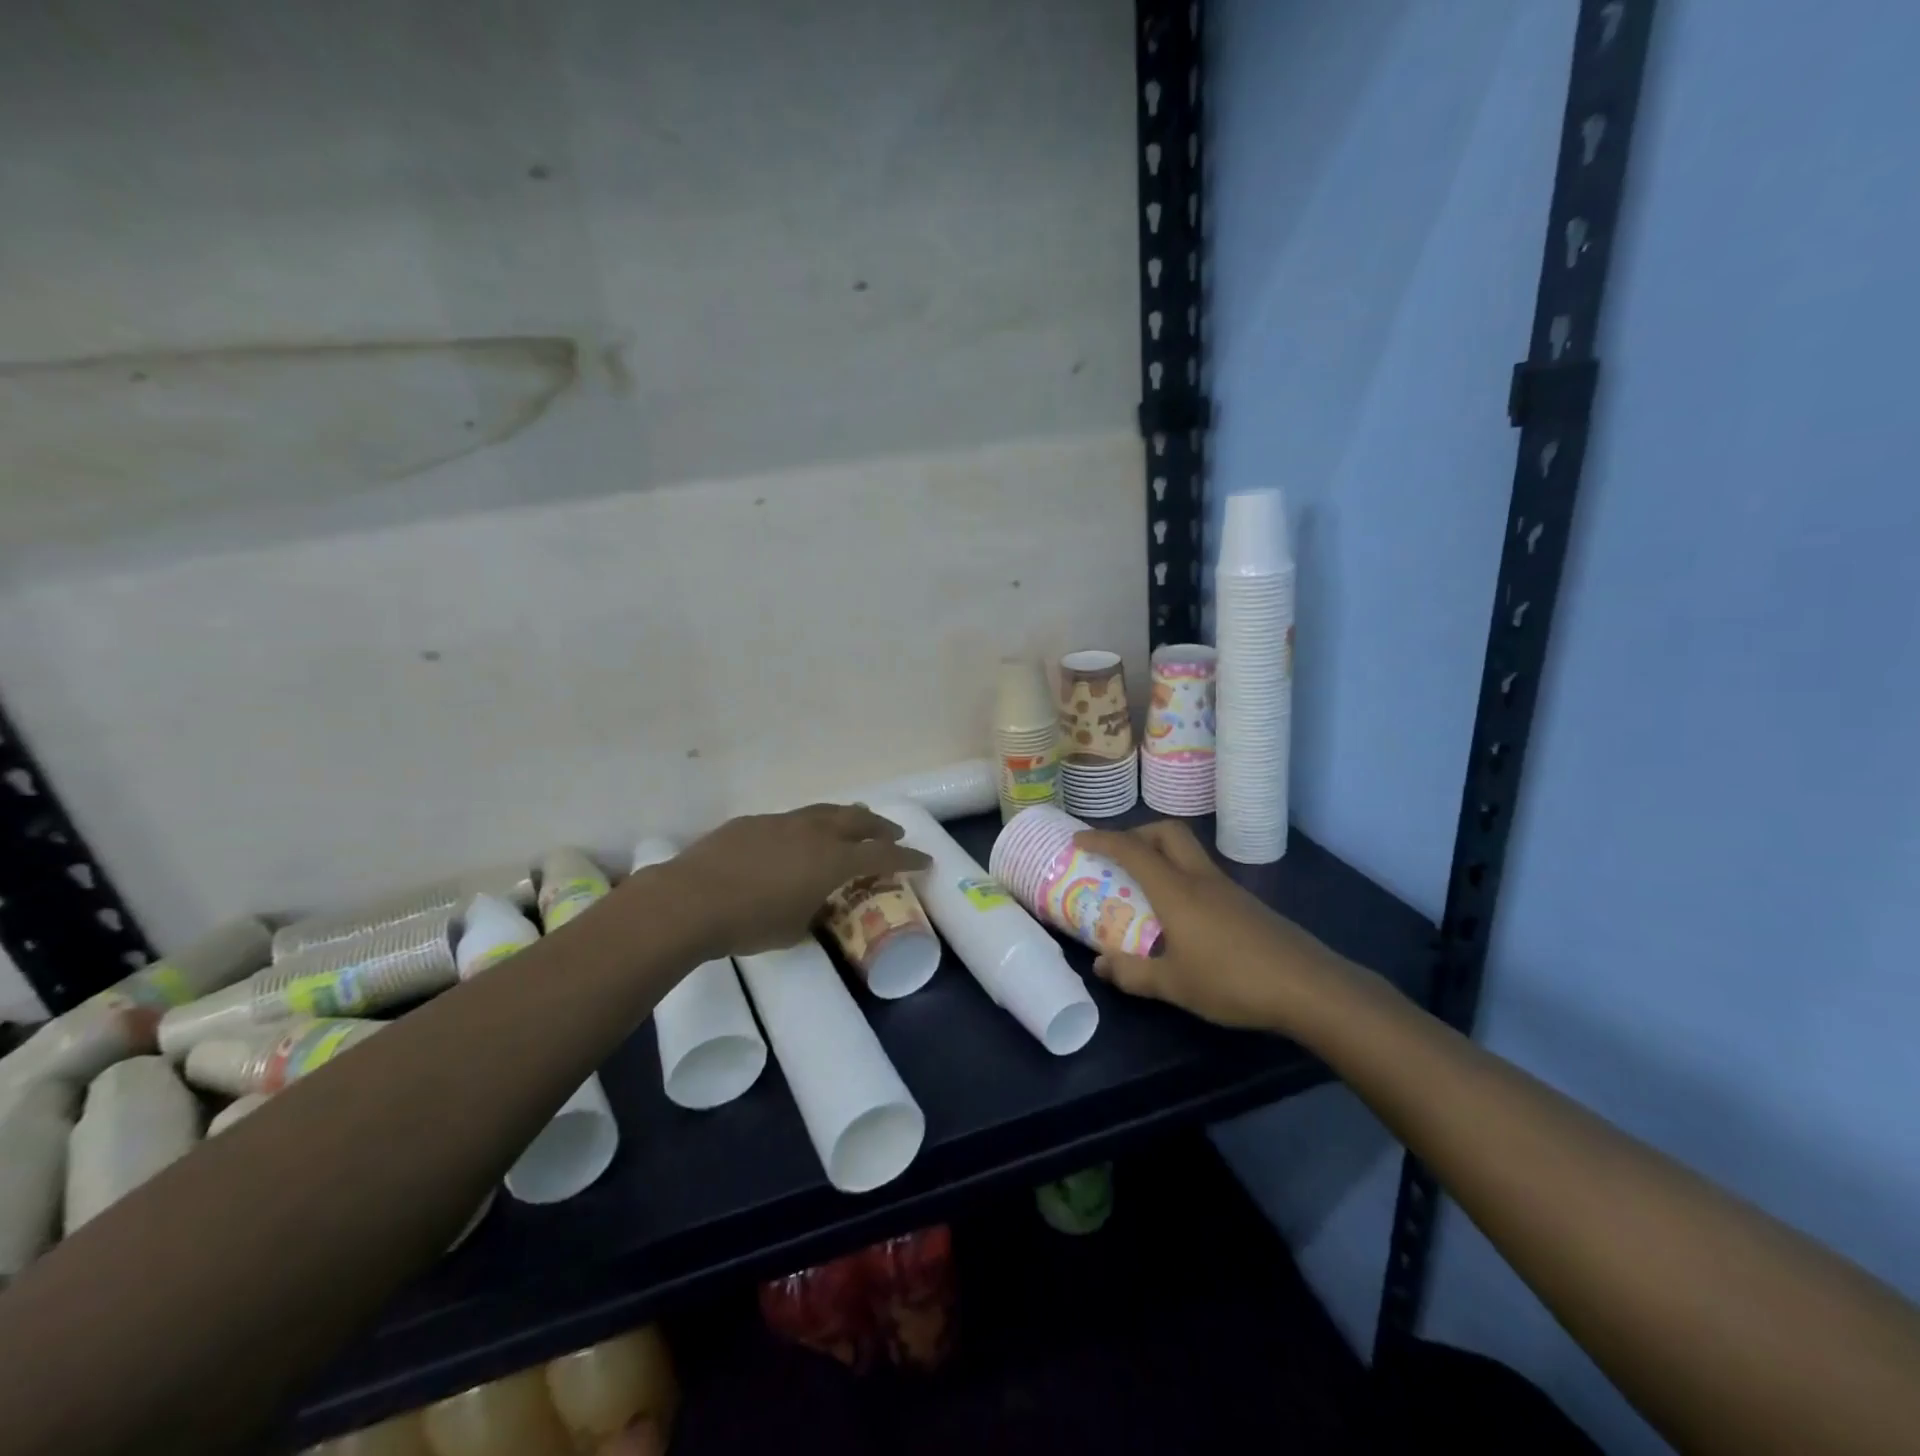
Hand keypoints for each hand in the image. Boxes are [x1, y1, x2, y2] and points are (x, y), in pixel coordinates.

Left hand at [671, 804, 930, 957]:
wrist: (690, 900)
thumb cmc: (749, 922)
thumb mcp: (794, 929)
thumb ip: (813, 912)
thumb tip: (814, 906)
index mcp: (832, 860)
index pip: (882, 855)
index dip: (907, 858)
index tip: (924, 860)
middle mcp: (813, 833)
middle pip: (857, 821)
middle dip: (879, 828)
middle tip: (891, 834)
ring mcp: (781, 823)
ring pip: (824, 812)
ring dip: (844, 818)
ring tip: (853, 822)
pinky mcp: (752, 823)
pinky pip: (790, 820)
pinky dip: (806, 828)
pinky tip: (796, 840)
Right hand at [1073, 820, 1344, 1031]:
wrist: (1308, 987)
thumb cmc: (1233, 981)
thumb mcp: (1174, 985)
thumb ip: (1133, 973)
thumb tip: (1100, 965)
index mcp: (1176, 890)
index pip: (1132, 850)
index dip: (1102, 839)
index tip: (1078, 839)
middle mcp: (1200, 878)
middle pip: (1167, 832)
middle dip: (1137, 833)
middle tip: (1117, 856)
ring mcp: (1227, 889)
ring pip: (1188, 852)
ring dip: (1161, 855)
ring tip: (1142, 887)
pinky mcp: (1246, 904)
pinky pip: (1203, 875)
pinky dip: (1181, 878)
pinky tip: (1180, 915)